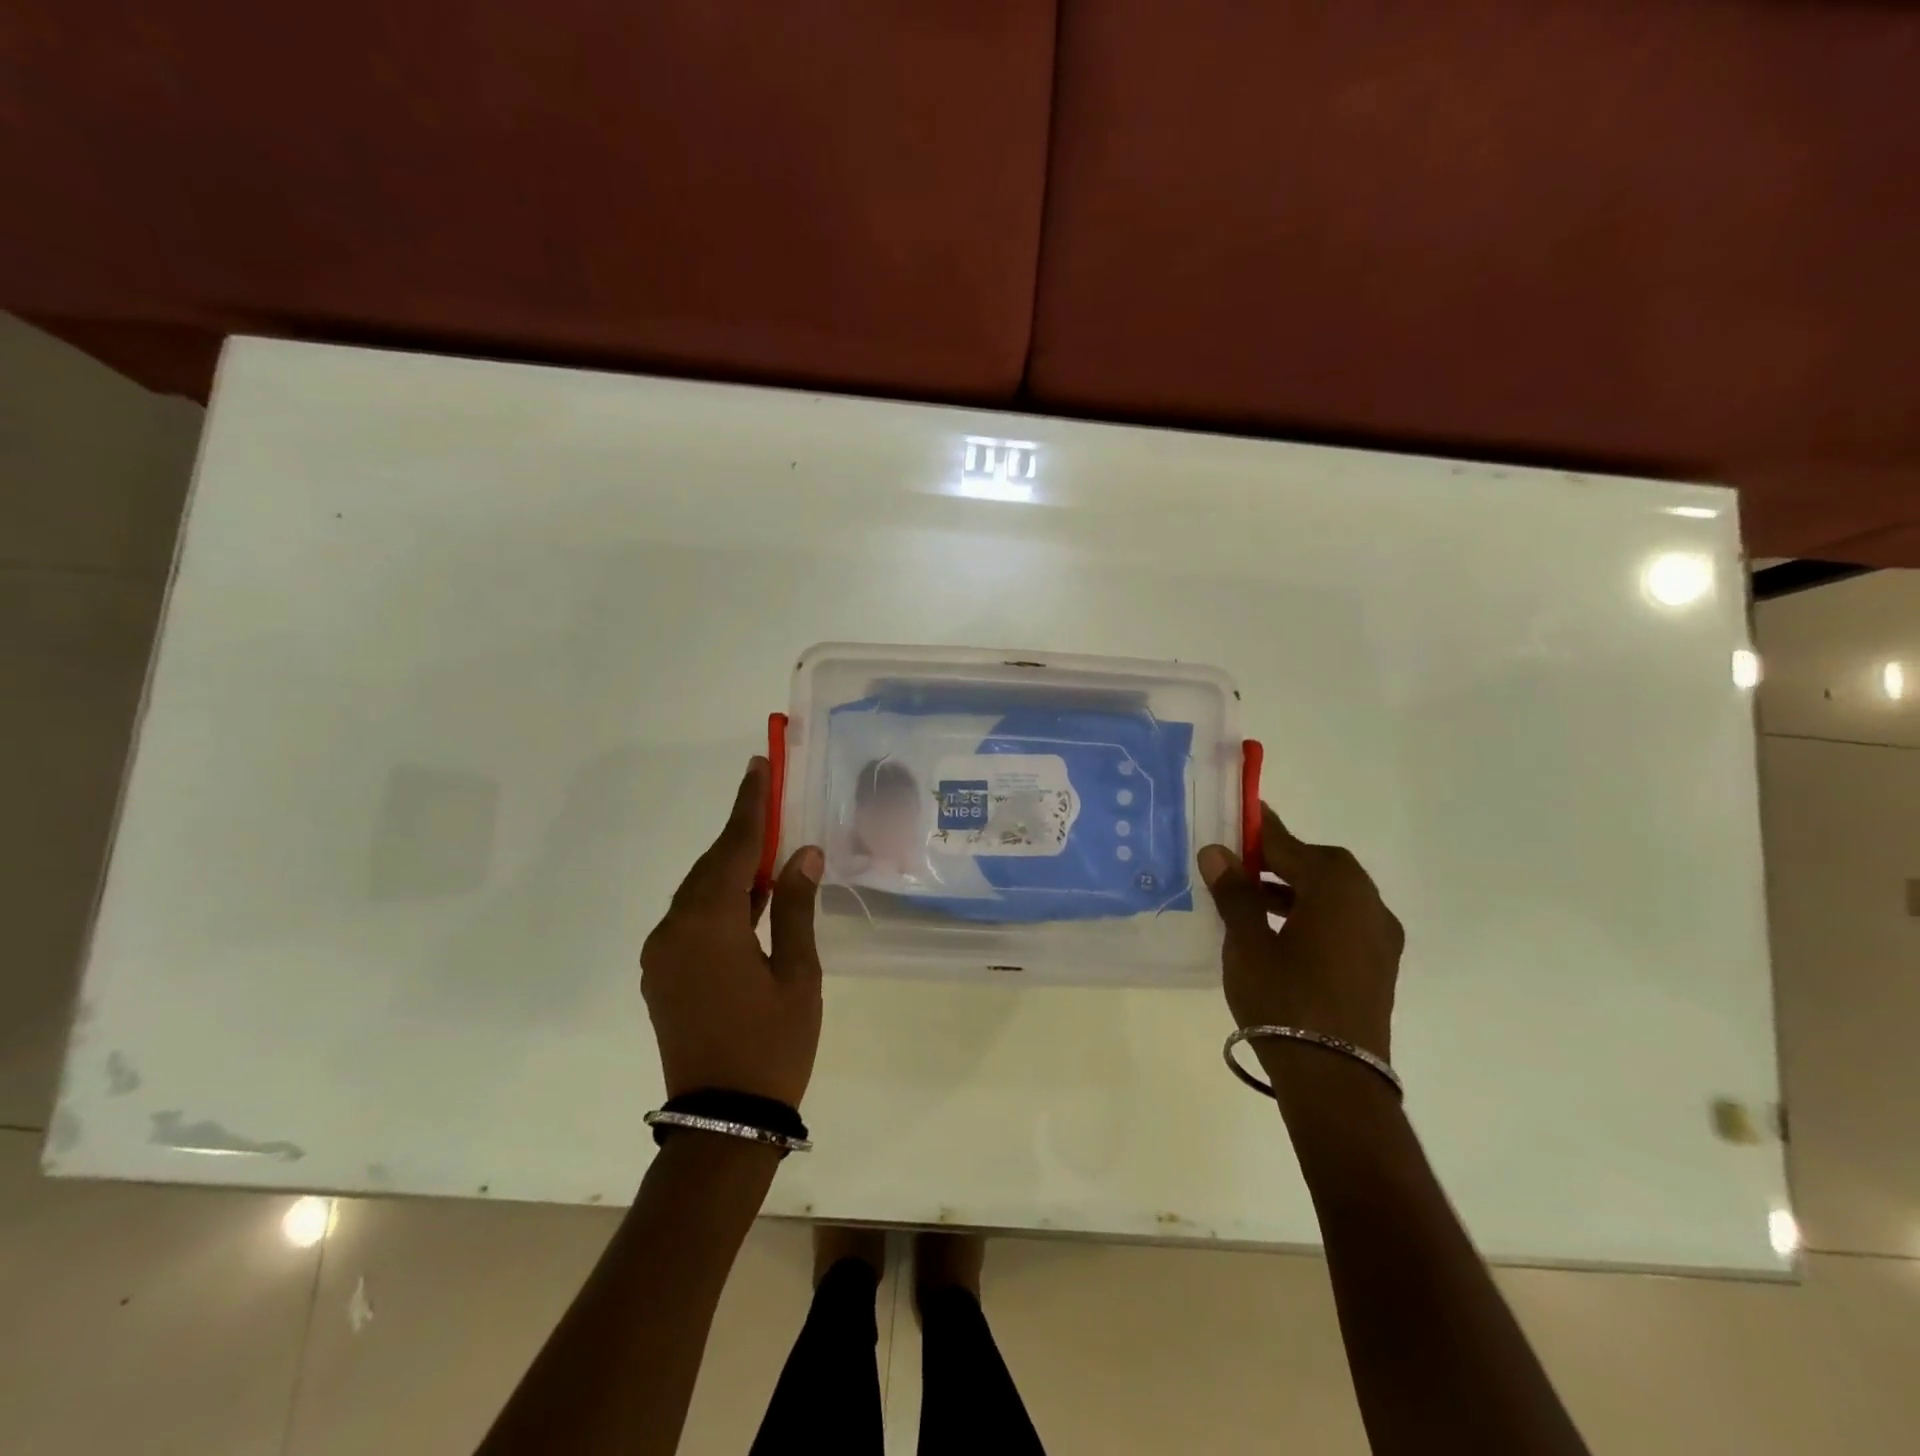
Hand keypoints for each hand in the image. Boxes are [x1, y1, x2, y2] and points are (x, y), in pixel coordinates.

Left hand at [641, 758, 824, 1106]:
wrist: (723, 1124)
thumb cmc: (772, 1044)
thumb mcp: (797, 973)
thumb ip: (794, 906)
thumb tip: (802, 854)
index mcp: (709, 924)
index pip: (732, 848)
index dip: (749, 805)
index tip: (758, 766)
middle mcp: (674, 930)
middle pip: (710, 866)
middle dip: (740, 834)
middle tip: (770, 801)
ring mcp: (662, 954)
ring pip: (698, 893)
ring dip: (731, 869)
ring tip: (767, 849)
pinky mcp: (663, 975)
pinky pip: (691, 920)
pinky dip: (719, 900)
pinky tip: (748, 900)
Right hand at [1197, 804, 1402, 1061]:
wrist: (1336, 1080)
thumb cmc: (1284, 1001)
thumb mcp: (1247, 943)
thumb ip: (1235, 893)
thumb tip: (1217, 852)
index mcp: (1336, 888)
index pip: (1290, 845)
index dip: (1260, 830)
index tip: (1239, 814)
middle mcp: (1367, 903)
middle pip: (1320, 865)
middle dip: (1279, 860)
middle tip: (1240, 863)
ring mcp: (1379, 936)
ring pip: (1333, 894)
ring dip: (1295, 888)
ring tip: (1252, 898)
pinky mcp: (1378, 965)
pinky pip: (1343, 920)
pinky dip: (1313, 913)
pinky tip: (1281, 932)